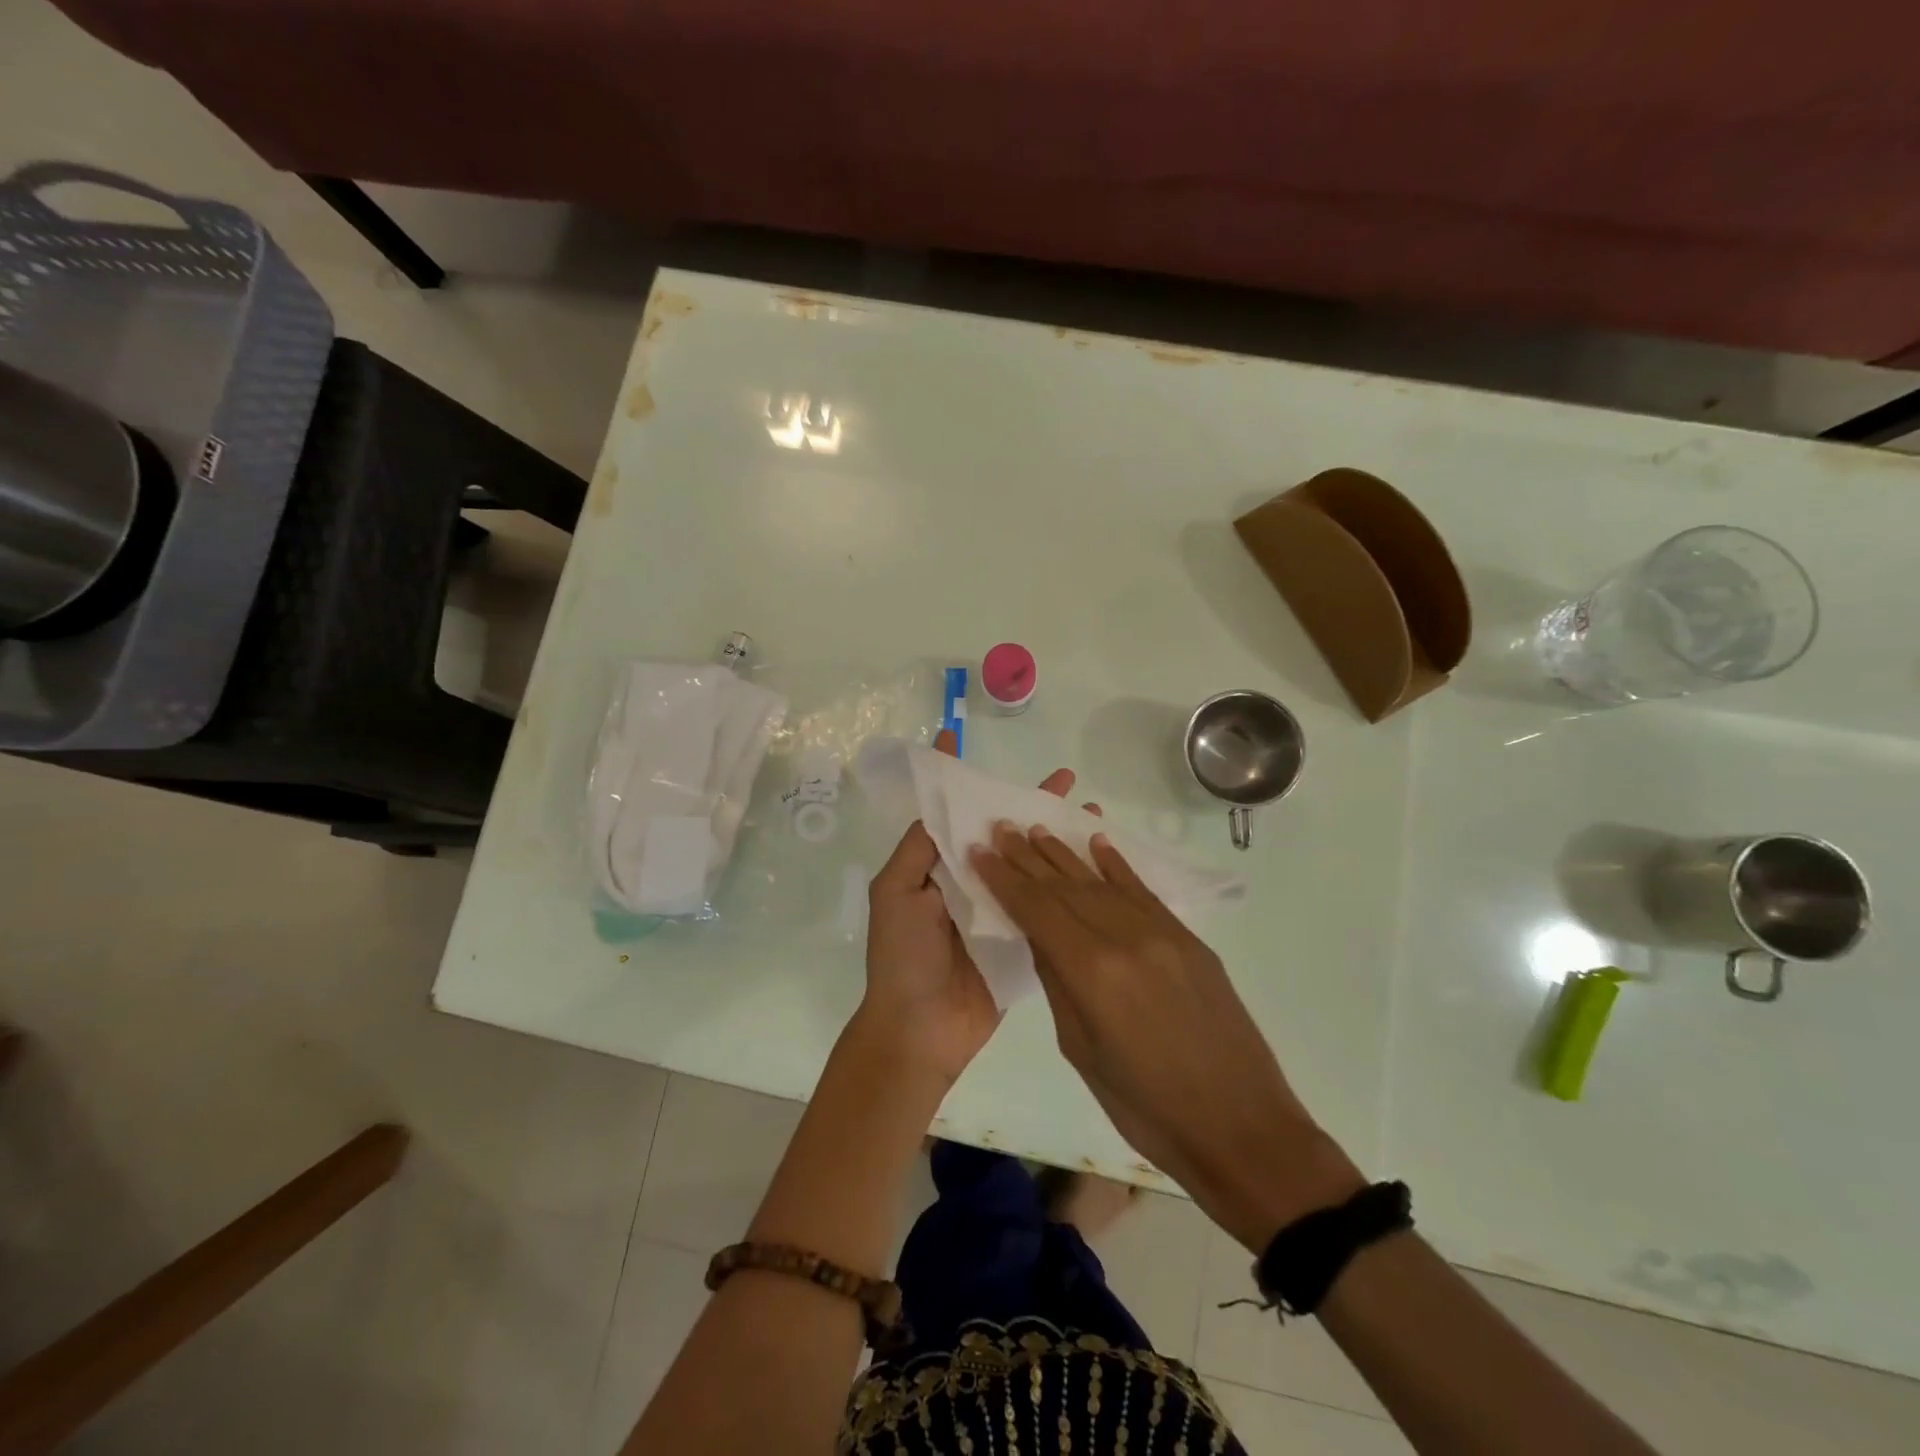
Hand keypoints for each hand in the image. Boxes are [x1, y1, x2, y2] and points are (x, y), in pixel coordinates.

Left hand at [860, 731, 1094, 1082]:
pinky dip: (1067, 884)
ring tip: (1093, 815)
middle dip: (1031, 805)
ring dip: (1058, 839)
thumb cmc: (901, 957)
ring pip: (1030, 865)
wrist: (920, 1032)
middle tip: (1069, 780)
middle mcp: (969, 882)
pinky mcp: (1021, 941)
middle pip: (1003, 834)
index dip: (960, 780)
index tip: (964, 739)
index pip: (952, 814)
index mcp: (937, 867)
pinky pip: (1044, 906)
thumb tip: (941, 806)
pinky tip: (1095, 866)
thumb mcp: (894, 893)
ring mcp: (998, 912)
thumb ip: (918, 849)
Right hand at [969, 824, 1364, 1250]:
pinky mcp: (1189, 940)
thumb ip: (1058, 984)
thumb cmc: (1147, 1108)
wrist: (1241, 1127)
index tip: (980, 851)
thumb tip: (1041, 937)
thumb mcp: (1081, 1051)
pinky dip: (1118, 866)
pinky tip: (1098, 843)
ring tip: (1037, 829)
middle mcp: (1126, 938)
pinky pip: (1144, 892)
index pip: (1037, 909)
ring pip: (1103, 882)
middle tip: (1001, 829)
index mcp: (1092, 972)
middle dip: (1028, 857)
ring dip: (1066, 854)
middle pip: (1066, 887)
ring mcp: (1163, 934)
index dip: (1005, 879)